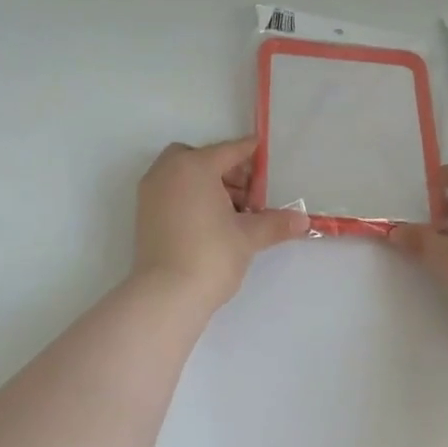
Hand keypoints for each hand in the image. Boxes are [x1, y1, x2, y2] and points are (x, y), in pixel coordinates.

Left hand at [133, 137, 309, 310]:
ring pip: (183, 176)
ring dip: (207, 185)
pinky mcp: (144, 215)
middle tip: (248, 194)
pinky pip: (172, 193)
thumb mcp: (248, 237)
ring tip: (233, 213)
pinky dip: (190, 198)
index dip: (250, 153)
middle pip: (200, 159)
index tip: (264, 154)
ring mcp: (151, 193)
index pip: (228, 151)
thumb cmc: (211, 255)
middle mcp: (167, 172)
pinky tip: (211, 224)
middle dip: (225, 170)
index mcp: (194, 167)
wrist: (166, 295)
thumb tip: (303, 220)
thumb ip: (275, 223)